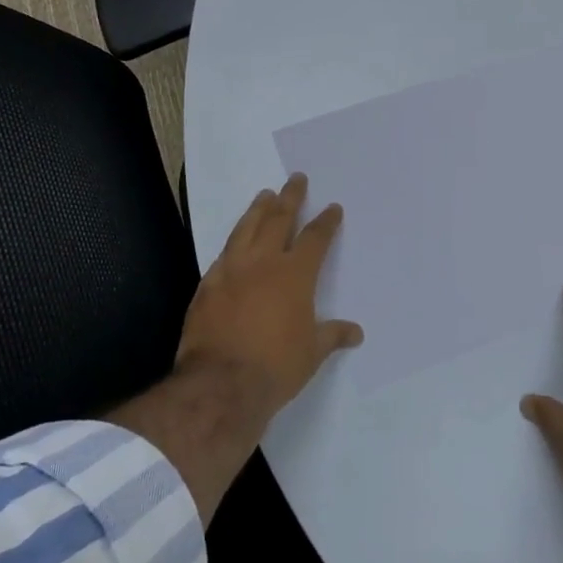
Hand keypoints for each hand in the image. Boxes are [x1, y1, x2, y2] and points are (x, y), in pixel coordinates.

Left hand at [177, 172, 362, 415]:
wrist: (221, 383)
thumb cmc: (276, 366)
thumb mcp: (312, 352)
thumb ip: (332, 335)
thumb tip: (355, 332)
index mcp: (295, 274)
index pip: (315, 238)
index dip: (326, 221)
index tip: (333, 207)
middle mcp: (263, 263)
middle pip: (278, 219)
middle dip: (290, 198)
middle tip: (296, 180)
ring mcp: (231, 270)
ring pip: (246, 228)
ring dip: (258, 210)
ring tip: (264, 195)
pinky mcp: (207, 285)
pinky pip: (223, 255)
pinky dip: (233, 243)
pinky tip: (234, 242)